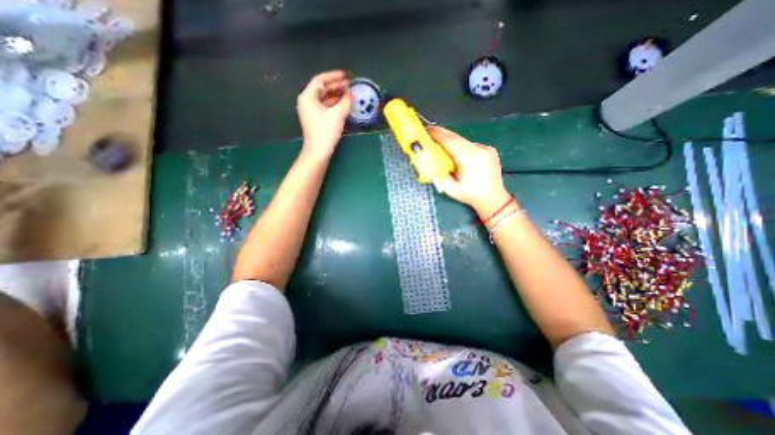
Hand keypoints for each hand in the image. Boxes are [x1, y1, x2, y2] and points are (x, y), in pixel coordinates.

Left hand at [297, 69, 351, 159]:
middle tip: (350, 85)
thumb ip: (345, 101)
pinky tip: (343, 104)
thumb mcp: (337, 114)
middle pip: (322, 88)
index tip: (346, 75)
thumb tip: (351, 93)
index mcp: (308, 96)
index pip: (320, 80)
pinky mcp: (315, 119)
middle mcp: (307, 101)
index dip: (334, 76)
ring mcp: (310, 111)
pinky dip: (334, 104)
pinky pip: (325, 106)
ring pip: (324, 98)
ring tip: (348, 93)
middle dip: (336, 86)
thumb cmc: (326, 131)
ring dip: (336, 95)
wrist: (318, 151)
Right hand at [430, 127, 513, 219]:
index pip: (450, 141)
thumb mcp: (450, 189)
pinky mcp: (489, 149)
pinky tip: (457, 153)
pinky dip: (461, 146)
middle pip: (457, 137)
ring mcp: (486, 148)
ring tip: (441, 144)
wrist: (493, 199)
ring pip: (464, 140)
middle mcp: (479, 150)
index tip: (427, 130)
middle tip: (430, 132)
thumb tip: (428, 163)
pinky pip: (471, 144)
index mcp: (469, 160)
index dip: (438, 134)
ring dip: (451, 141)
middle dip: (442, 134)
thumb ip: (438, 175)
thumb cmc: (470, 195)